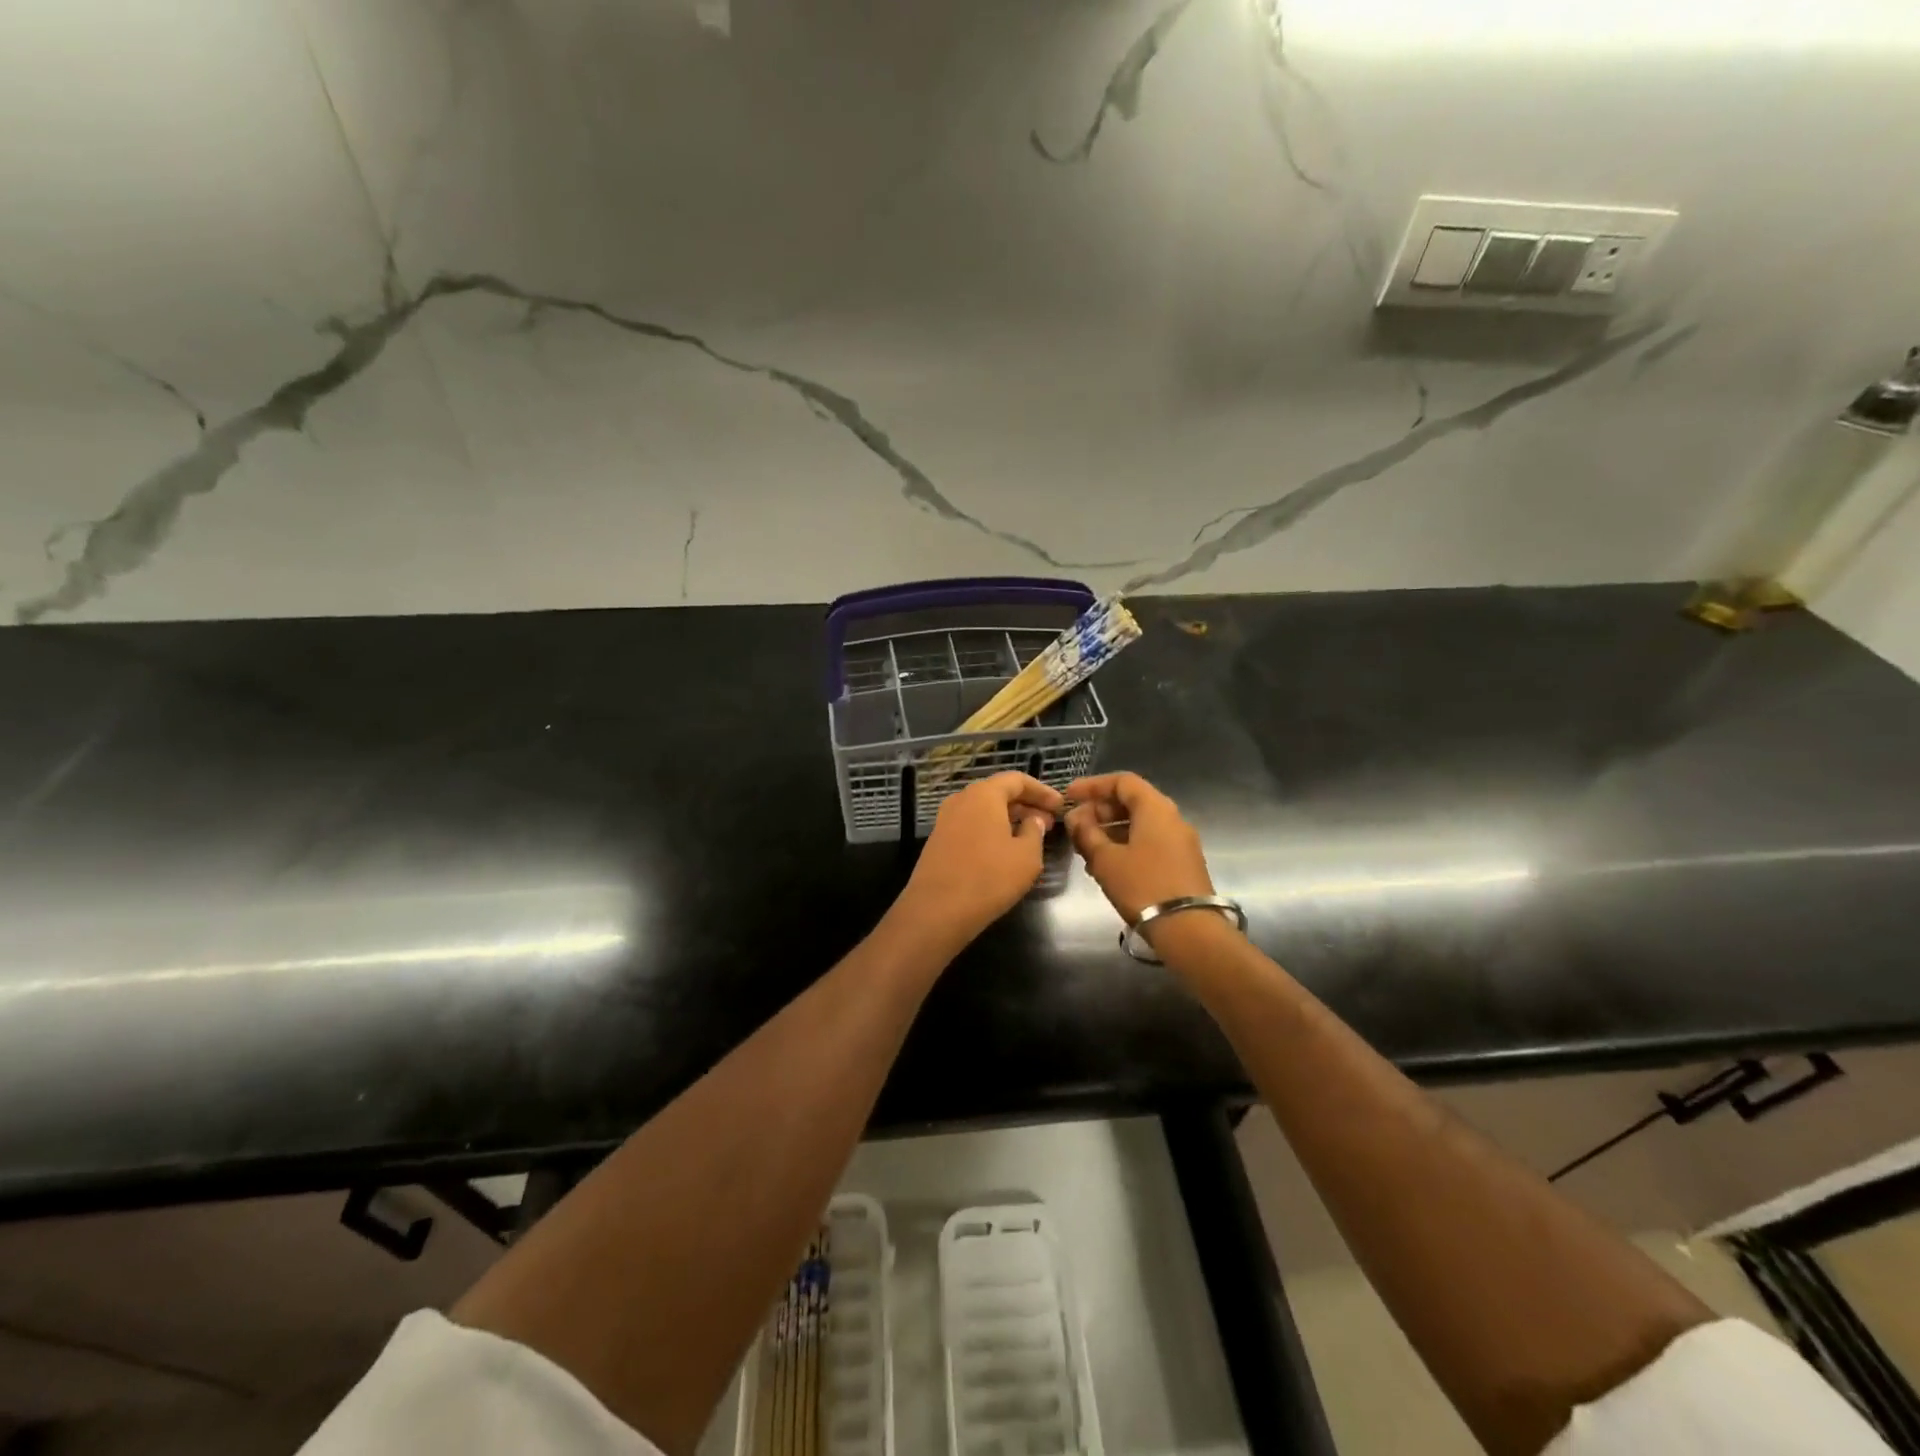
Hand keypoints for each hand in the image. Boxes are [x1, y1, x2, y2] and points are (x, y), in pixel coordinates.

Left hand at [894, 772, 1064, 947]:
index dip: (1041, 791)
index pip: (1016, 779)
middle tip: (1048, 822)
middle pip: (998, 792)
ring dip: (1008, 819)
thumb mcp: (1026, 856)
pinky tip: (1004, 851)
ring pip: (984, 810)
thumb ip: (1035, 831)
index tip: (1060, 806)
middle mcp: (961, 800)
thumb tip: (1033, 820)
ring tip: (1030, 837)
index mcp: (983, 794)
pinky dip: (991, 830)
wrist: (936, 910)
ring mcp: (945, 820)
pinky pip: (971, 826)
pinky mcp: (938, 841)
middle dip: (1026, 805)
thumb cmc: (989, 878)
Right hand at [1064, 772, 1215, 925]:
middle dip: (1101, 809)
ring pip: (1140, 824)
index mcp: (1155, 808)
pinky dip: (1126, 844)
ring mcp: (1181, 841)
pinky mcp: (1183, 863)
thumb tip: (1076, 817)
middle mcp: (1172, 818)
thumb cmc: (1143, 886)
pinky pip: (1150, 842)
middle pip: (1133, 801)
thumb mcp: (1105, 859)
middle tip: (1076, 825)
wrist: (1189, 929)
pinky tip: (1107, 864)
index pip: (1122, 781)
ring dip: (1111, 830)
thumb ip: (1086, 833)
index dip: (1093, 785)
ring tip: (1086, 848)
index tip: (1069, 797)